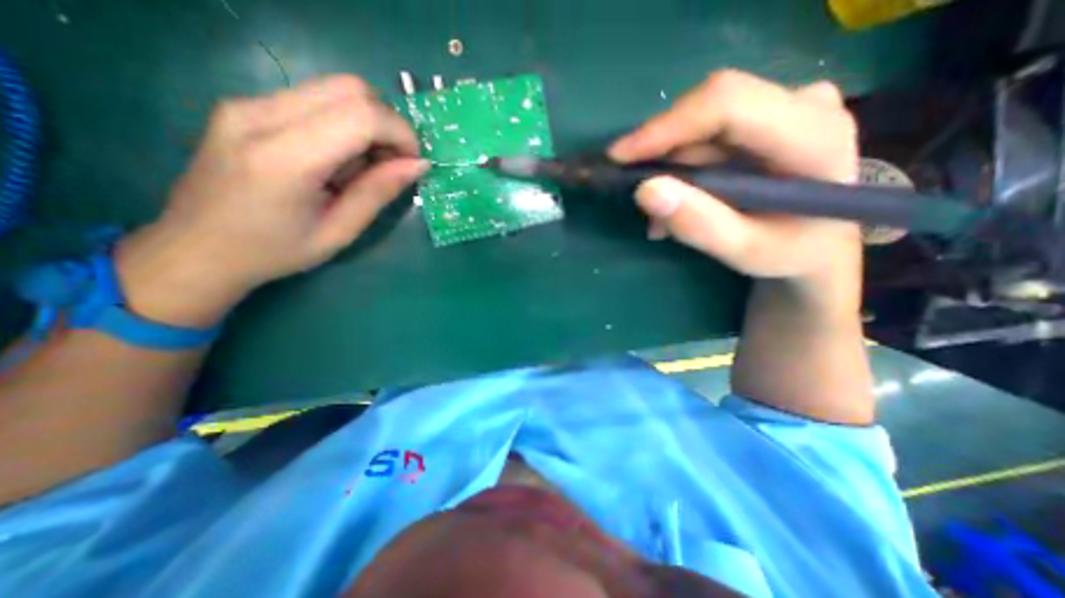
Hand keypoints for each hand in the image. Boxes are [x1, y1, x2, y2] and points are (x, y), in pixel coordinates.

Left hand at [118, 76, 427, 325]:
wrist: (197, 247)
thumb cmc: (276, 251)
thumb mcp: (339, 232)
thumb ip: (378, 192)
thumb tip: (418, 165)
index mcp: (284, 158)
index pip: (360, 115)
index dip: (400, 133)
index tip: (413, 163)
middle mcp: (260, 114)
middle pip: (350, 88)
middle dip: (388, 123)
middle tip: (394, 162)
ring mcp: (248, 103)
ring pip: (335, 88)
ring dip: (368, 123)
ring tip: (366, 164)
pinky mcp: (247, 105)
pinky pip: (316, 99)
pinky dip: (345, 123)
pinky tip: (340, 157)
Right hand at [611, 68, 858, 298]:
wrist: (817, 243)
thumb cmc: (790, 252)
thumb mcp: (746, 252)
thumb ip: (701, 225)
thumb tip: (645, 190)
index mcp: (814, 135)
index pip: (728, 105)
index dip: (666, 126)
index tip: (620, 157)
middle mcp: (804, 104)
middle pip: (708, 110)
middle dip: (661, 153)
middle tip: (639, 197)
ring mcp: (785, 106)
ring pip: (701, 124)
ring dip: (669, 169)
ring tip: (659, 217)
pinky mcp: (766, 116)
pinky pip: (705, 132)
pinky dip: (680, 167)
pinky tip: (676, 201)